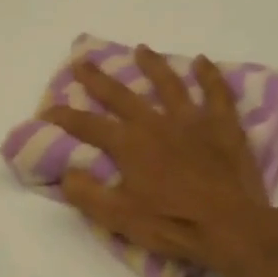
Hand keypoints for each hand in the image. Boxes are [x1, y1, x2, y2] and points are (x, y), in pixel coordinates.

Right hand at [42, 45, 277, 275]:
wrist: (230, 226)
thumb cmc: (172, 224)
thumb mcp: (119, 217)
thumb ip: (87, 193)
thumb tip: (66, 172)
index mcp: (129, 145)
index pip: (88, 125)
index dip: (64, 117)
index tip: (47, 109)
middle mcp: (156, 123)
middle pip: (121, 95)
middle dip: (98, 79)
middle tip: (83, 61)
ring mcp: (192, 120)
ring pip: (169, 84)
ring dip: (153, 65)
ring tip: (142, 49)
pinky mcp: (223, 126)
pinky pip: (216, 93)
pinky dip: (209, 75)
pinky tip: (202, 61)